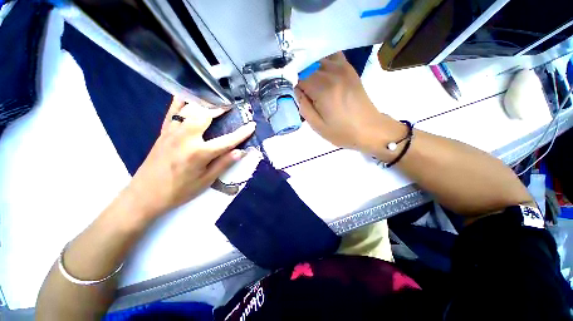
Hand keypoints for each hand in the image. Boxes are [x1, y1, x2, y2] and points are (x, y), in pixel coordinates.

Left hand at [125, 98, 255, 219]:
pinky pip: (173, 112)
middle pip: (206, 116)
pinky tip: (190, 97)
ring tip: (216, 102)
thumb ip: (223, 163)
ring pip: (190, 110)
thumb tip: (240, 152)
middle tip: (231, 107)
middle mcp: (186, 138)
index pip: (227, 140)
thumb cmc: (179, 190)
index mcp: (199, 153)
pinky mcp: (163, 131)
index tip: (252, 125)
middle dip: (220, 109)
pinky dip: (182, 102)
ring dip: (205, 104)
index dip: (242, 133)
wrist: (146, 194)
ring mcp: (172, 132)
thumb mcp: (206, 181)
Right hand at [295, 52, 402, 158]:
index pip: (299, 76)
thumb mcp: (317, 125)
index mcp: (323, 89)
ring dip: (310, 67)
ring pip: (318, 58)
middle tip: (302, 90)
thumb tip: (296, 89)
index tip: (295, 93)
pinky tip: (322, 72)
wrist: (369, 129)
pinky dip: (324, 61)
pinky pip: (333, 56)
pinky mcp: (350, 69)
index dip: (293, 83)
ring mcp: (343, 68)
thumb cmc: (342, 131)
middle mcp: (332, 73)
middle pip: (307, 65)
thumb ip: (303, 106)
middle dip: (300, 75)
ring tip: (310, 82)